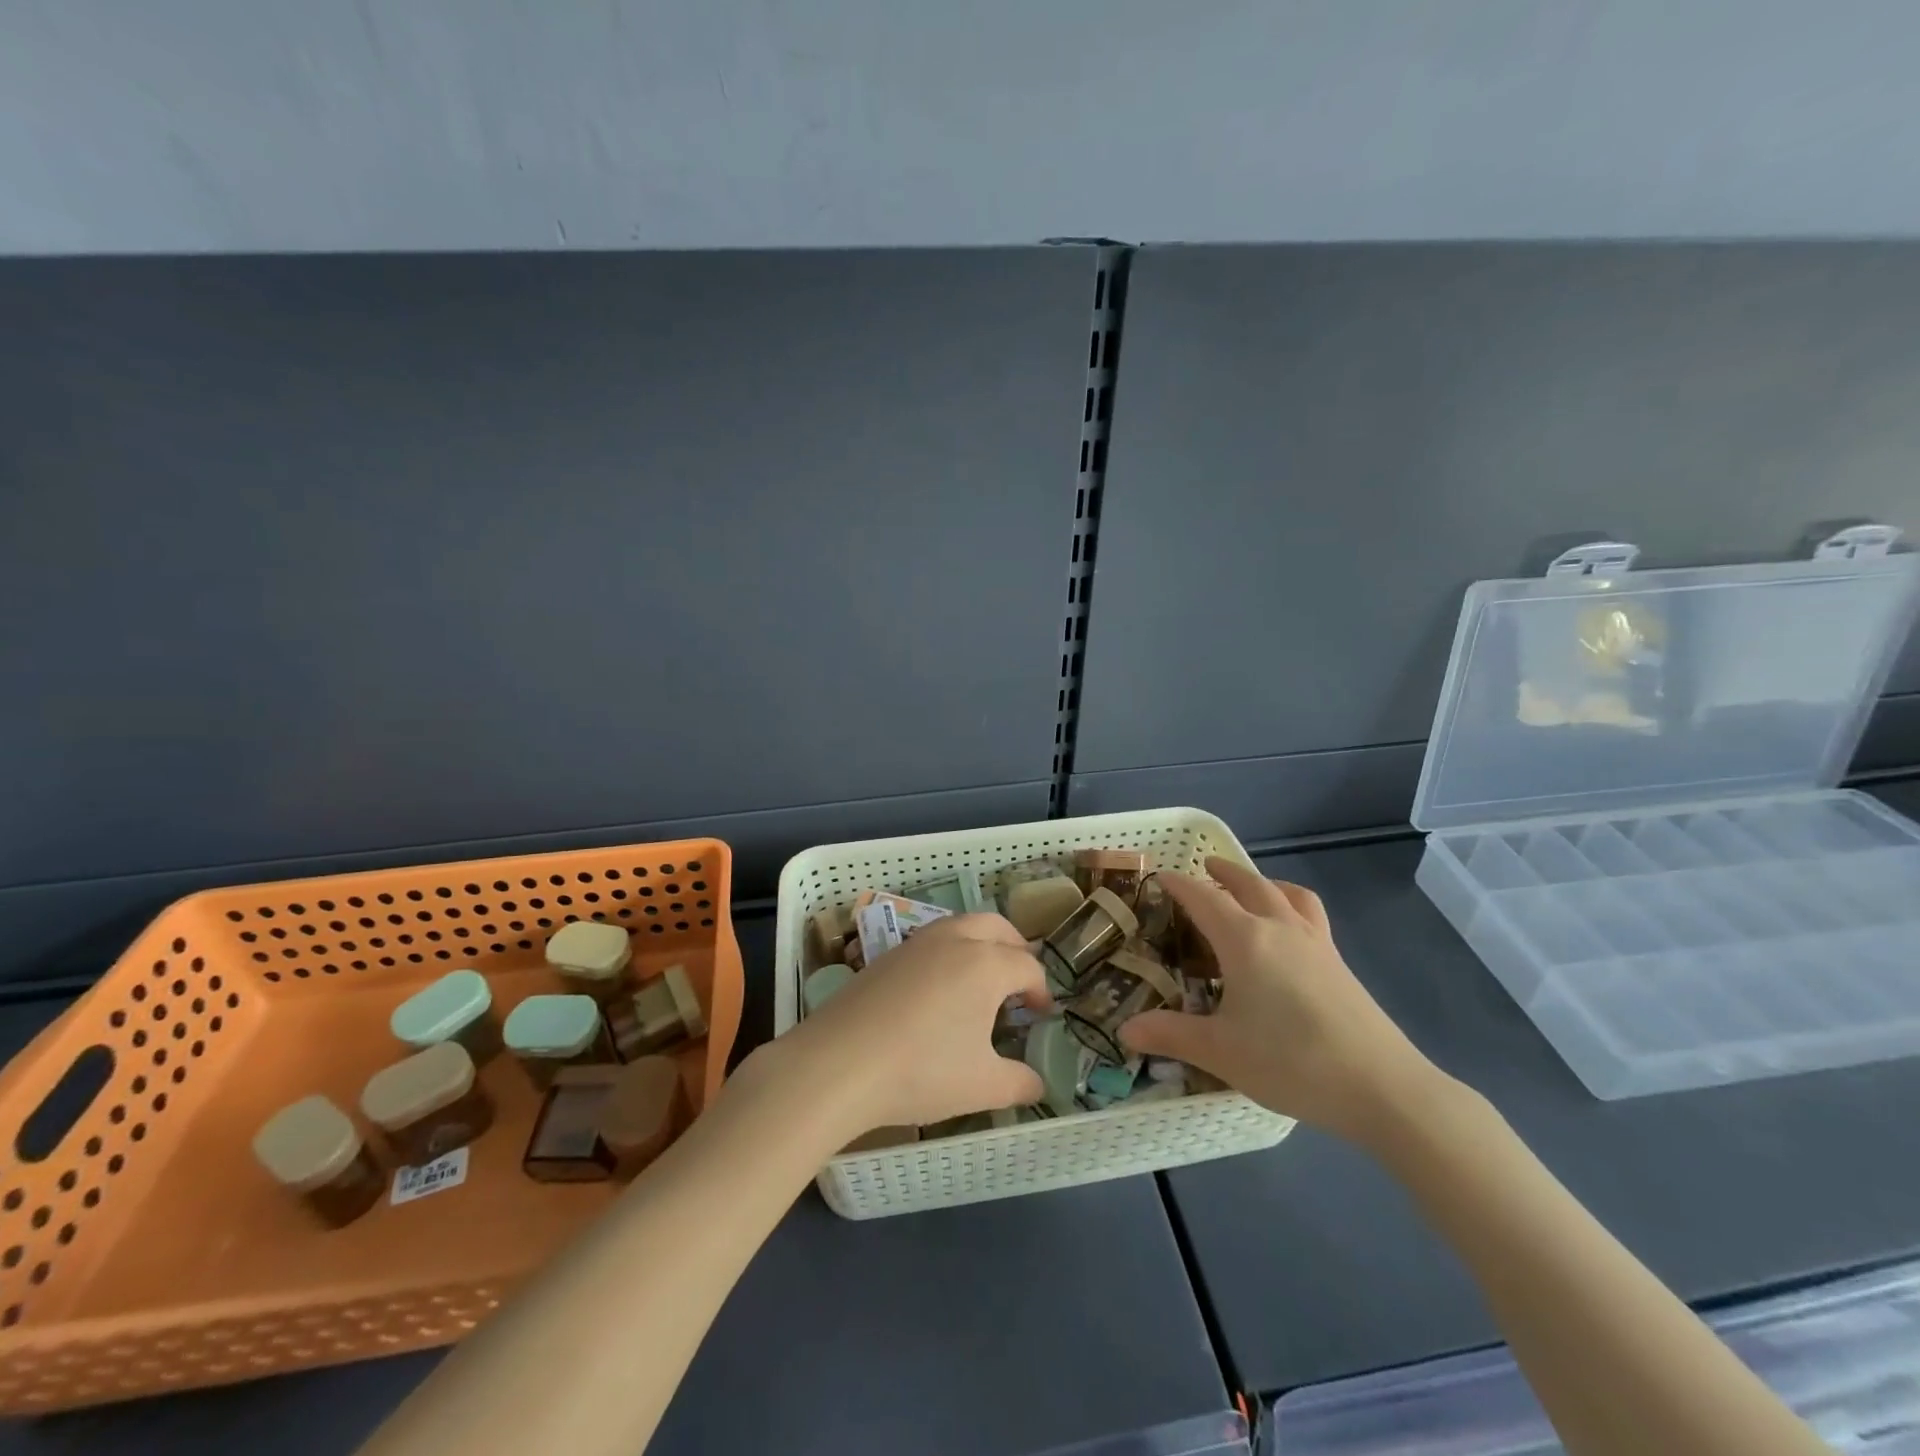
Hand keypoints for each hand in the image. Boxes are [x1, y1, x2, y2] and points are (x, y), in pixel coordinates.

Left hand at [774, 913, 1049, 1136]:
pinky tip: (939, 991)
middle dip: (1016, 949)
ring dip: (981, 944)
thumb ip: (1019, 1083)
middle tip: (1019, 982)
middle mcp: (954, 940)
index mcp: (985, 964)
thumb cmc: (921, 1071)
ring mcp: (916, 943)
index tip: (1040, 1016)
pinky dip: (949, 953)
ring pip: (961, 926)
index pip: (1027, 967)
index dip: (1040, 991)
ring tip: (981, 981)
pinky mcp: (887, 955)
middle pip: (997, 928)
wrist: (838, 1063)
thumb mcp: (982, 1086)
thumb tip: (1037, 1083)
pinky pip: (932, 941)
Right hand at [1118, 857, 1443, 1144]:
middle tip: (1203, 869)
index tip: (1159, 878)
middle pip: (1248, 884)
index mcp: (1245, 939)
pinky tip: (1287, 933)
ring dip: (1261, 882)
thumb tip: (1124, 1031)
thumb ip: (1170, 1035)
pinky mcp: (1338, 963)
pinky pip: (1309, 914)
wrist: (1382, 1087)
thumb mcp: (1221, 1052)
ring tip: (1248, 889)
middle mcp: (1280, 928)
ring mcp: (1316, 943)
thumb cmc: (1291, 1062)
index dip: (1179, 885)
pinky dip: (1290, 903)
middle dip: (1222, 872)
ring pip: (1285, 893)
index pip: (1204, 898)